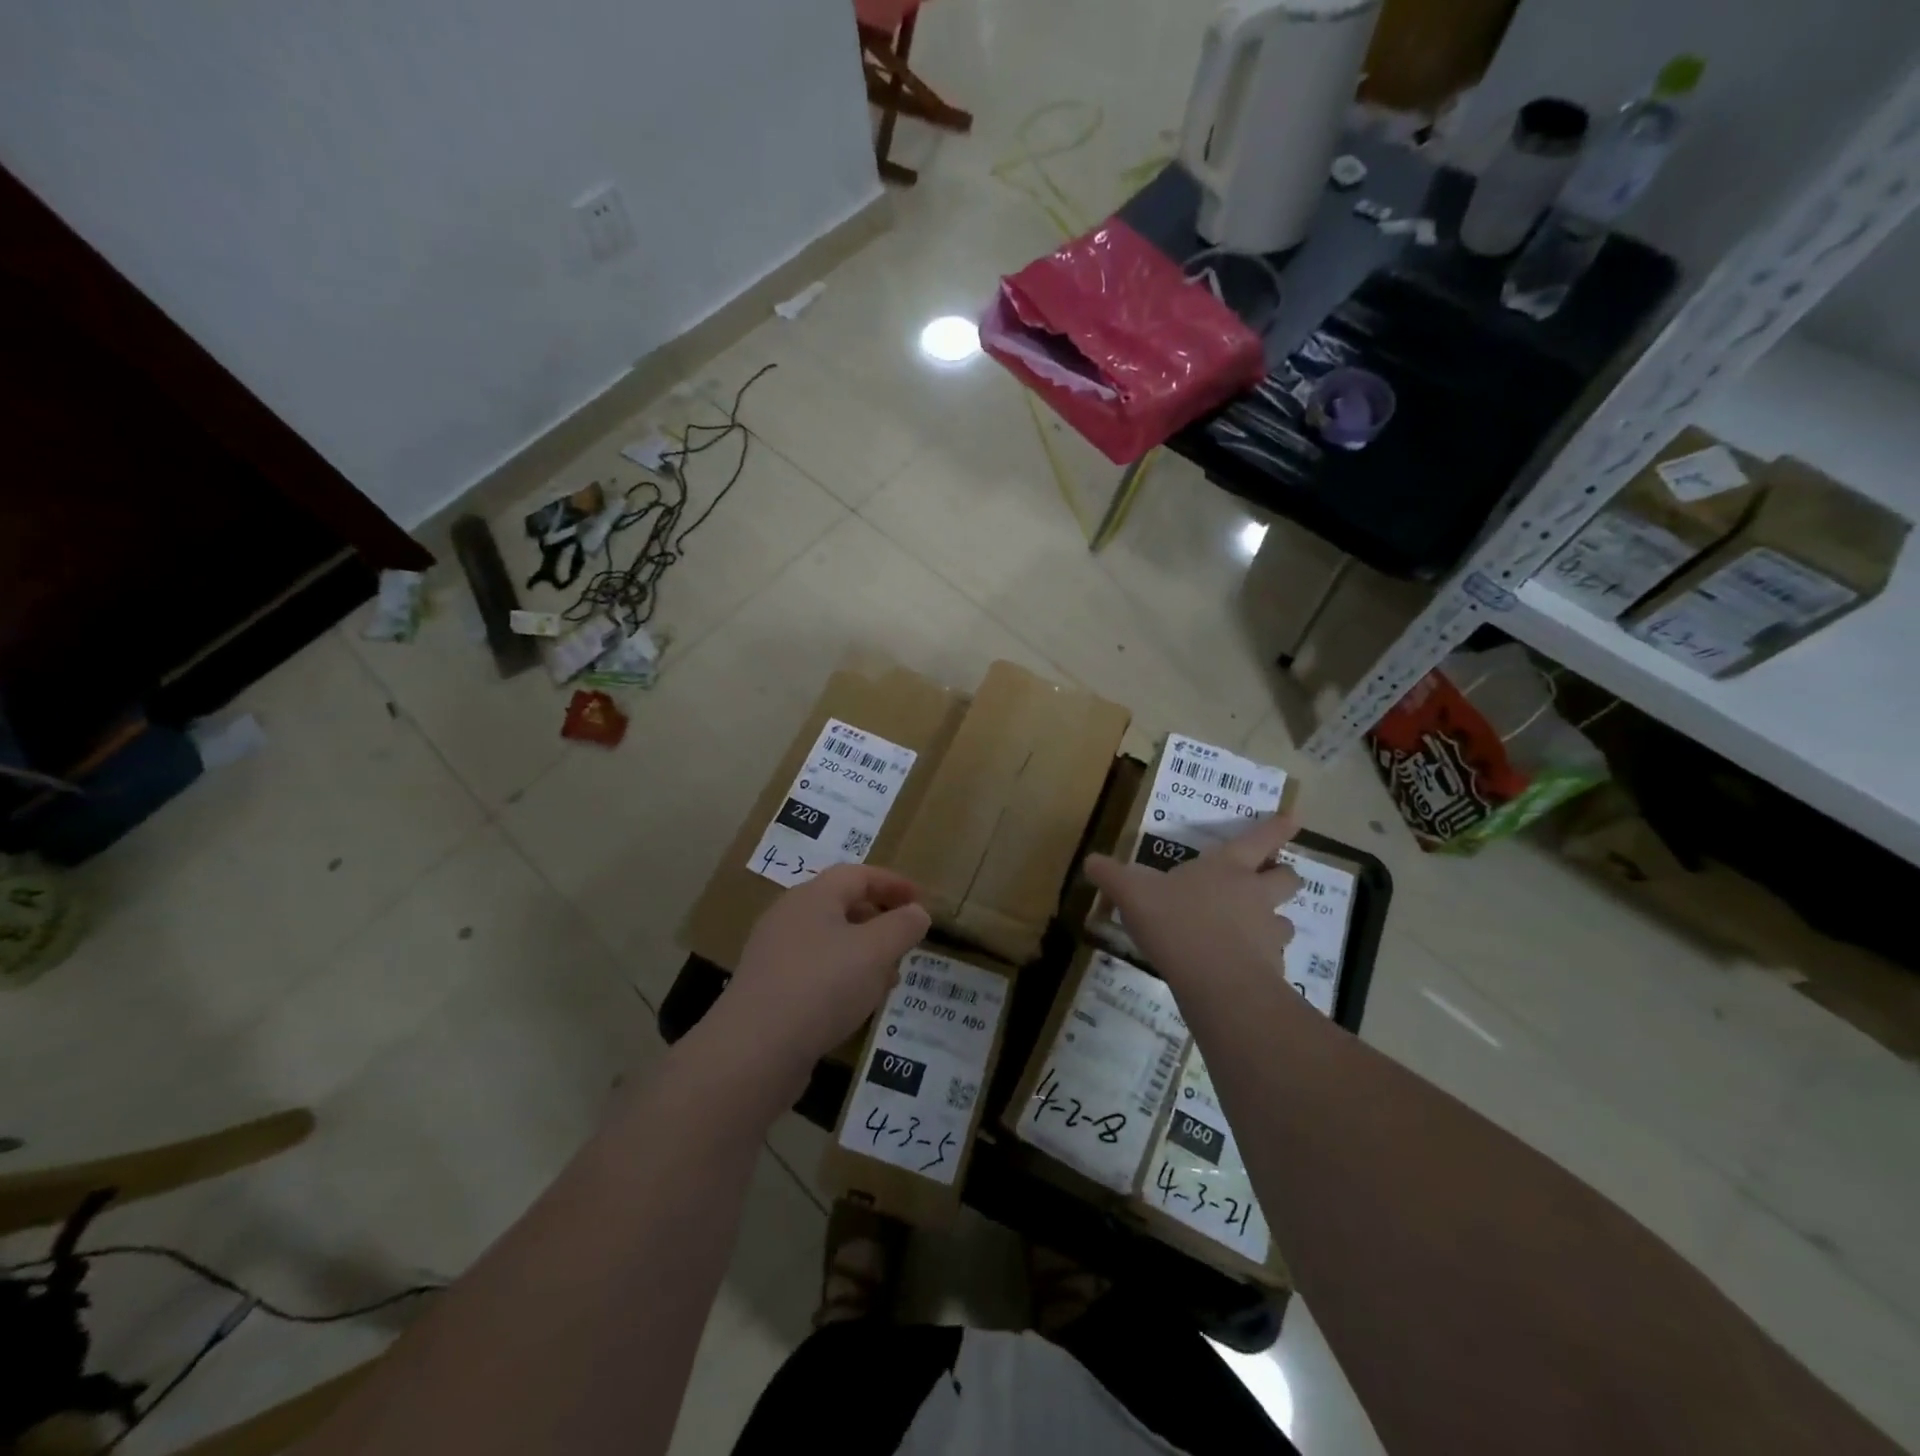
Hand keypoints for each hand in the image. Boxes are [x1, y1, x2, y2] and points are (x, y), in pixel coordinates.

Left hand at [717, 864, 931, 1088]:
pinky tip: (856, 1005)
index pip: (858, 875)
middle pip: (841, 905)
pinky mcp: (769, 990)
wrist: (754, 1051)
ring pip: (829, 941)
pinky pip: (814, 971)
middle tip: (906, 940)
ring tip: (889, 977)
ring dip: (863, 953)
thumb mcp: (875, 951)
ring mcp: (774, 954)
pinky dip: (842, 977)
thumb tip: (917, 912)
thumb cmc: (822, 986)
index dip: (893, 883)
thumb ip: (902, 926)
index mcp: (813, 896)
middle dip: (879, 919)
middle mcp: (789, 917)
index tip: (920, 900)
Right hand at [1084, 815, 1302, 986]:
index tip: (1294, 818)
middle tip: (1271, 880)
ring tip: (1256, 931)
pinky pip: (1273, 960)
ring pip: (1286, 921)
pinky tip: (1240, 970)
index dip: (1277, 827)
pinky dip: (1262, 962)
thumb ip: (1111, 876)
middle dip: (1283, 875)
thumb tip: (1090, 861)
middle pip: (1287, 878)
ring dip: (1275, 922)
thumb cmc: (1175, 921)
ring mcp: (1268, 932)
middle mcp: (1255, 894)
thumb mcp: (1132, 893)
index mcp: (1227, 867)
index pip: (1260, 838)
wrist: (1215, 980)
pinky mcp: (1272, 969)